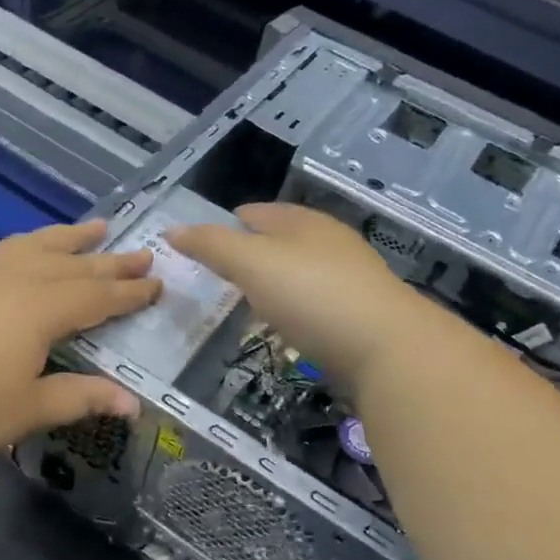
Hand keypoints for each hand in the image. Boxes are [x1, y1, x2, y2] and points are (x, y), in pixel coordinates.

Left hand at [0, 221, 160, 467]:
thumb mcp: (27, 409)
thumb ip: (80, 398)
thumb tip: (133, 403)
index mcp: (41, 310)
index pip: (97, 298)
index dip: (130, 293)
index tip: (157, 284)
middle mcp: (15, 281)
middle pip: (73, 265)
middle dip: (111, 262)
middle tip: (143, 253)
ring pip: (35, 246)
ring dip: (69, 238)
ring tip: (95, 227)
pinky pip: (3, 251)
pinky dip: (29, 244)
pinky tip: (28, 249)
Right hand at [167, 203, 424, 391]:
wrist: (388, 347)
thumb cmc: (312, 295)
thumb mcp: (251, 263)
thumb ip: (211, 245)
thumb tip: (171, 230)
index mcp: (301, 221)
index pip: (254, 213)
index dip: (224, 226)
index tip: (199, 249)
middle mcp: (327, 241)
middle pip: (278, 240)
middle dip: (249, 255)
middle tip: (217, 279)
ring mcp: (348, 276)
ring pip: (298, 272)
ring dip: (272, 283)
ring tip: (246, 304)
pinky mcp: (359, 312)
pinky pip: (315, 302)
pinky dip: (294, 308)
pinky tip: (286, 326)